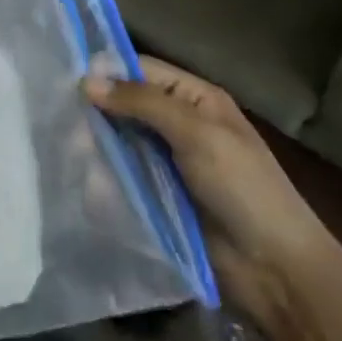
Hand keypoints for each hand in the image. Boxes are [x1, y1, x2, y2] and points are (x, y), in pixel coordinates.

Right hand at [87, 58, 338, 330]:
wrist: (275, 270)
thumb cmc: (243, 188)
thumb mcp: (197, 134)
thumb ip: (142, 102)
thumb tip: (86, 81)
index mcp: (195, 99)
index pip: (141, 70)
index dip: (107, 72)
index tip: (67, 82)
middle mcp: (178, 124)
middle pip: (125, 106)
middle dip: (97, 114)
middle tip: (66, 128)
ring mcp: (166, 163)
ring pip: (118, 142)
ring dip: (96, 148)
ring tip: (72, 158)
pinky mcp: (156, 197)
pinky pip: (121, 177)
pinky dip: (103, 178)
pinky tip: (85, 183)